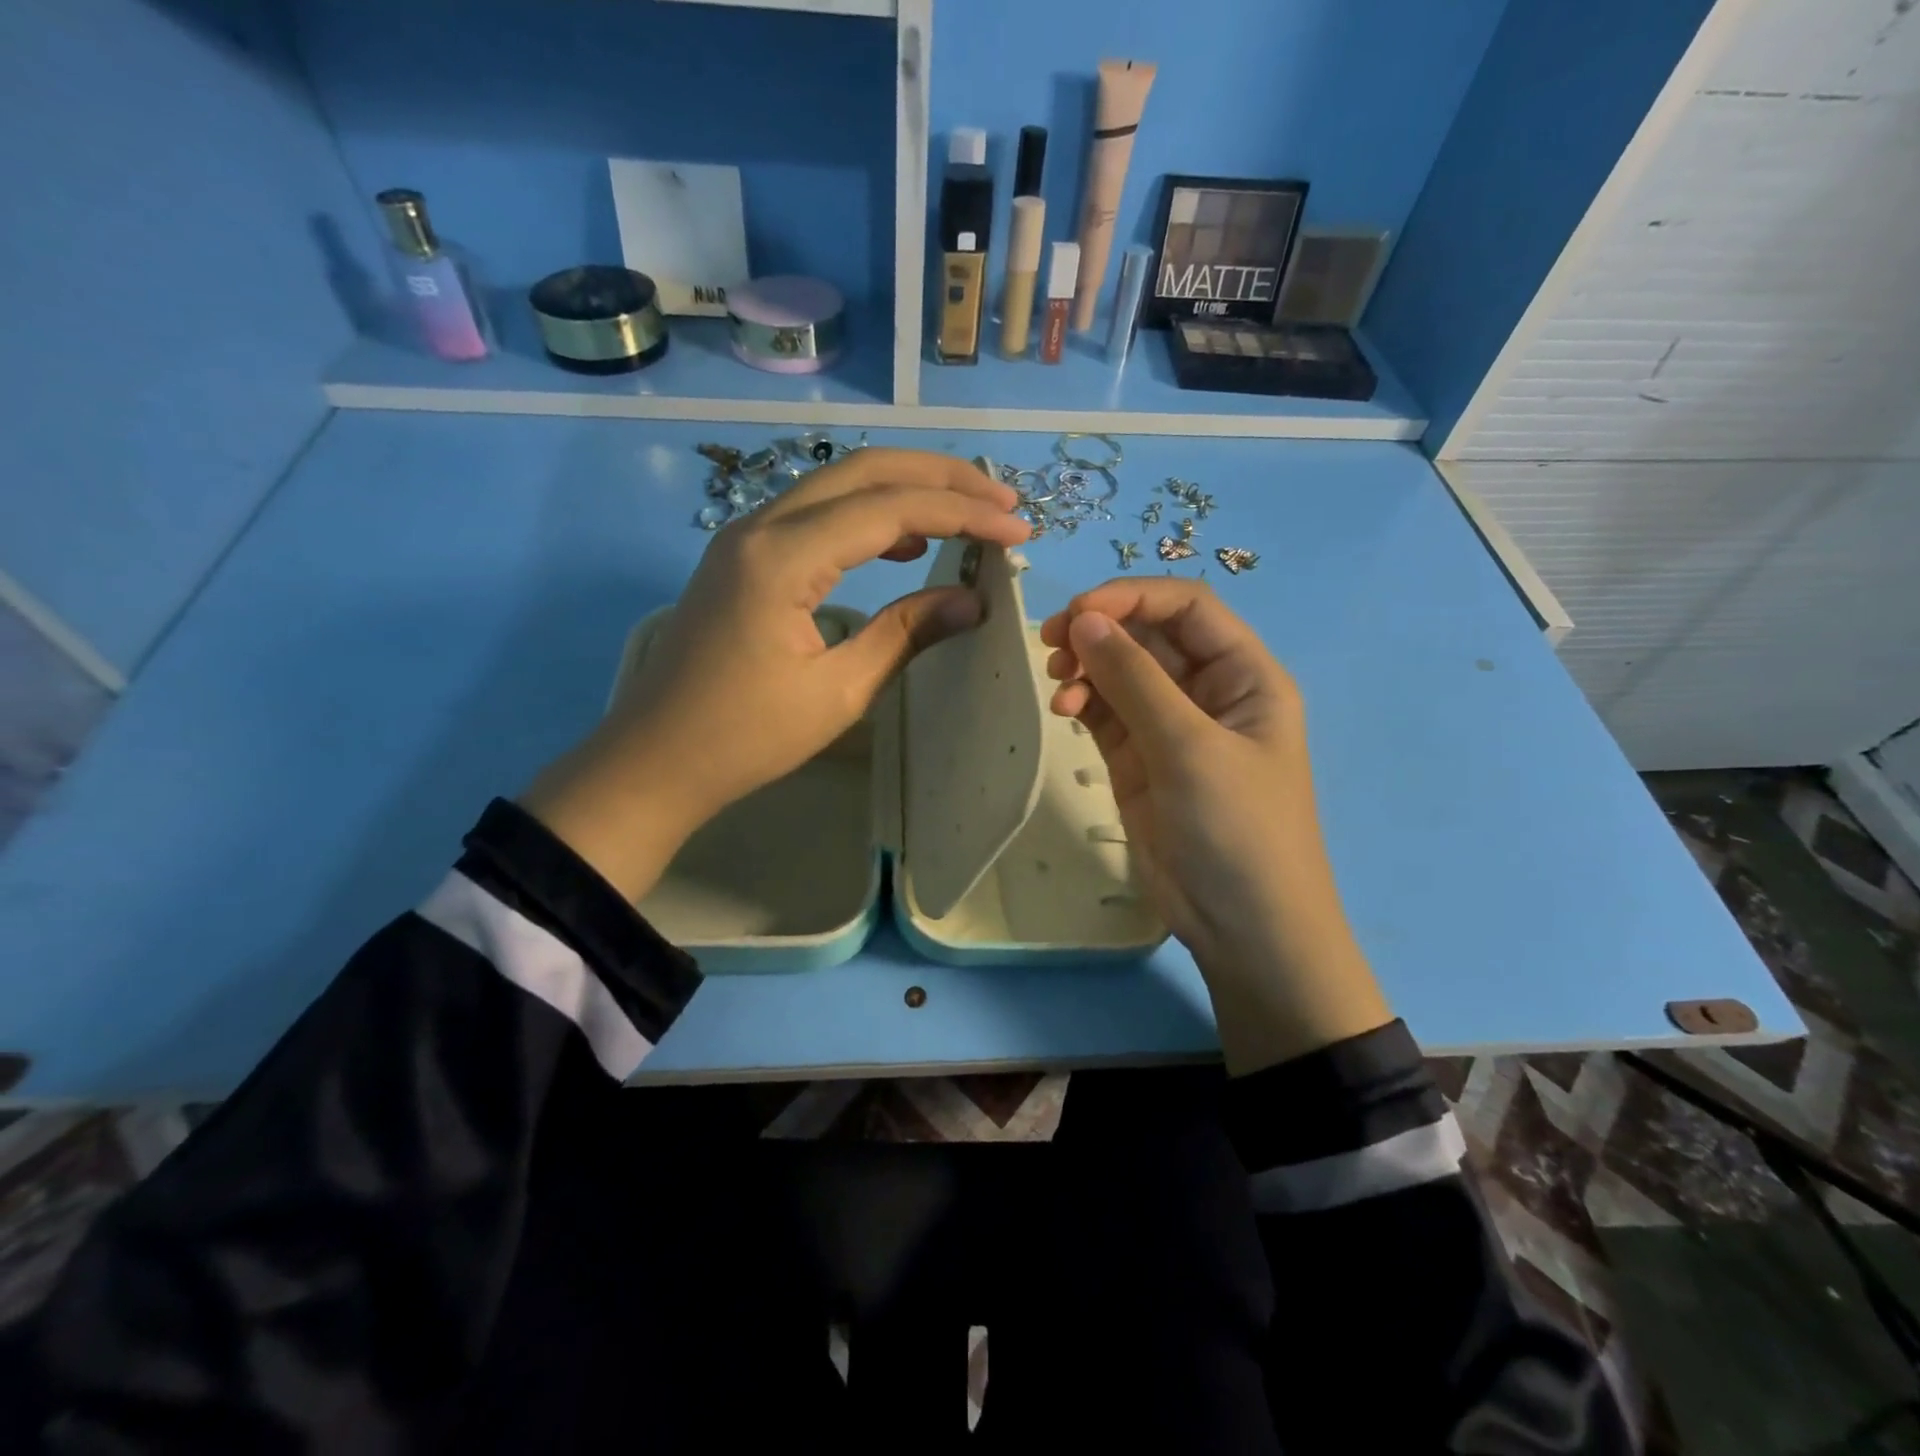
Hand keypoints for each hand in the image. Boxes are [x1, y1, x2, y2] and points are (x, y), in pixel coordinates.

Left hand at [523, 449, 1028, 900]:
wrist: (655, 760)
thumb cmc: (746, 738)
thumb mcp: (839, 691)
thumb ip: (906, 634)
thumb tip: (973, 601)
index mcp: (782, 557)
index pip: (889, 509)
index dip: (961, 515)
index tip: (1016, 531)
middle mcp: (760, 526)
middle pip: (864, 472)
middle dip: (940, 479)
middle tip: (1001, 501)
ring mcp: (745, 536)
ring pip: (838, 486)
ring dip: (905, 490)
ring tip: (966, 513)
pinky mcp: (743, 557)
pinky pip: (815, 515)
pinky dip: (867, 517)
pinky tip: (901, 542)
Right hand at [1040, 580, 1391, 1073]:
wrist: (1244, 928)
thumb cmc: (1237, 831)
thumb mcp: (1190, 748)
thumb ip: (1135, 680)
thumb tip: (1083, 620)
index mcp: (1245, 675)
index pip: (1188, 608)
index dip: (1132, 597)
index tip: (1077, 614)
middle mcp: (1209, 691)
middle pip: (1149, 635)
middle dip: (1101, 631)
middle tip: (1050, 644)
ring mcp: (1171, 727)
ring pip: (1121, 672)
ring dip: (1086, 667)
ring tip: (1058, 686)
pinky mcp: (1140, 759)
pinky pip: (1106, 711)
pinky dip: (1082, 702)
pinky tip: (1063, 711)